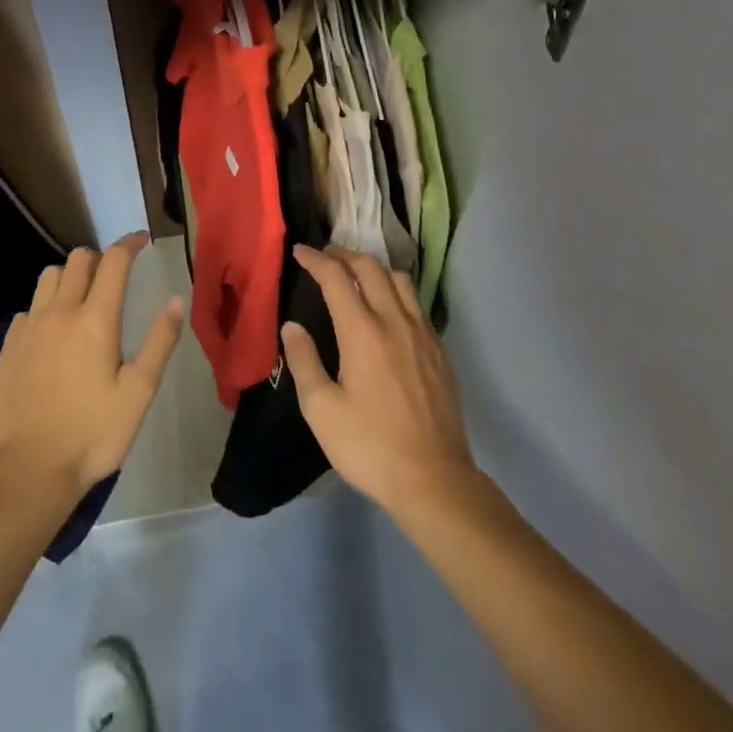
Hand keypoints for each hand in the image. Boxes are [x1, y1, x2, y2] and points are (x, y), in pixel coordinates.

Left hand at [0, 234, 184, 504]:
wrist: (30, 473)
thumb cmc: (93, 433)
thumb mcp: (139, 392)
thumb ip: (159, 341)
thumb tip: (176, 300)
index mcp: (95, 319)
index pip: (113, 261)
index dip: (130, 243)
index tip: (143, 241)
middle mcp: (59, 312)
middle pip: (78, 260)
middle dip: (101, 258)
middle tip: (116, 277)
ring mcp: (29, 328)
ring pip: (48, 277)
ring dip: (69, 276)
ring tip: (83, 298)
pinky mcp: (9, 348)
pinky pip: (28, 309)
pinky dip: (44, 307)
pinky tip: (53, 333)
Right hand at [283, 246, 477, 515]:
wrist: (434, 479)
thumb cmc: (370, 446)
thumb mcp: (321, 410)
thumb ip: (304, 361)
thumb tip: (292, 326)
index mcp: (362, 332)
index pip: (336, 277)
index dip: (315, 259)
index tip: (299, 252)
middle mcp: (395, 321)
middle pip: (371, 267)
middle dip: (344, 255)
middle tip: (325, 258)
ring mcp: (422, 334)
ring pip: (399, 279)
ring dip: (374, 268)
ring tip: (356, 275)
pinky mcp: (439, 350)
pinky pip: (415, 303)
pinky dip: (395, 289)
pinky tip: (387, 308)